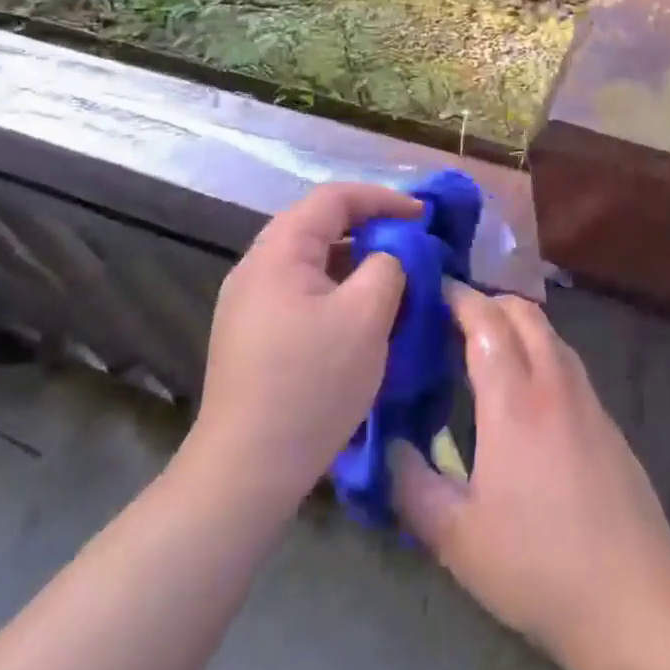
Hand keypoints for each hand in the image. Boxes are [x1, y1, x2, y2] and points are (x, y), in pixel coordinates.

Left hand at [179, 181, 421, 513]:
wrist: (246, 471)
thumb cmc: (311, 384)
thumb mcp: (366, 316)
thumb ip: (388, 266)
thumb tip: (392, 254)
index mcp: (278, 252)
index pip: (334, 198)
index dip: (383, 198)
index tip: (423, 216)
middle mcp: (256, 268)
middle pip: (320, 226)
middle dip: (371, 228)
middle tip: (412, 244)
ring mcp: (250, 304)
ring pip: (313, 262)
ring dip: (356, 262)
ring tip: (395, 279)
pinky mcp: (254, 335)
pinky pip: (304, 292)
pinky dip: (339, 289)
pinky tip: (363, 316)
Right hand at [390, 284, 669, 664]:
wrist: (631, 596)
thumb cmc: (535, 565)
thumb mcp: (456, 537)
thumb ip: (412, 485)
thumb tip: (390, 445)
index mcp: (513, 401)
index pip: (484, 321)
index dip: (457, 298)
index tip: (431, 290)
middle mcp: (553, 383)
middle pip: (523, 312)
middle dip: (487, 300)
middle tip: (453, 315)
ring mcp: (586, 398)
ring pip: (550, 333)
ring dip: (517, 322)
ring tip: (486, 343)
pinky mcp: (606, 419)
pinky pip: (567, 361)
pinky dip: (540, 350)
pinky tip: (526, 387)